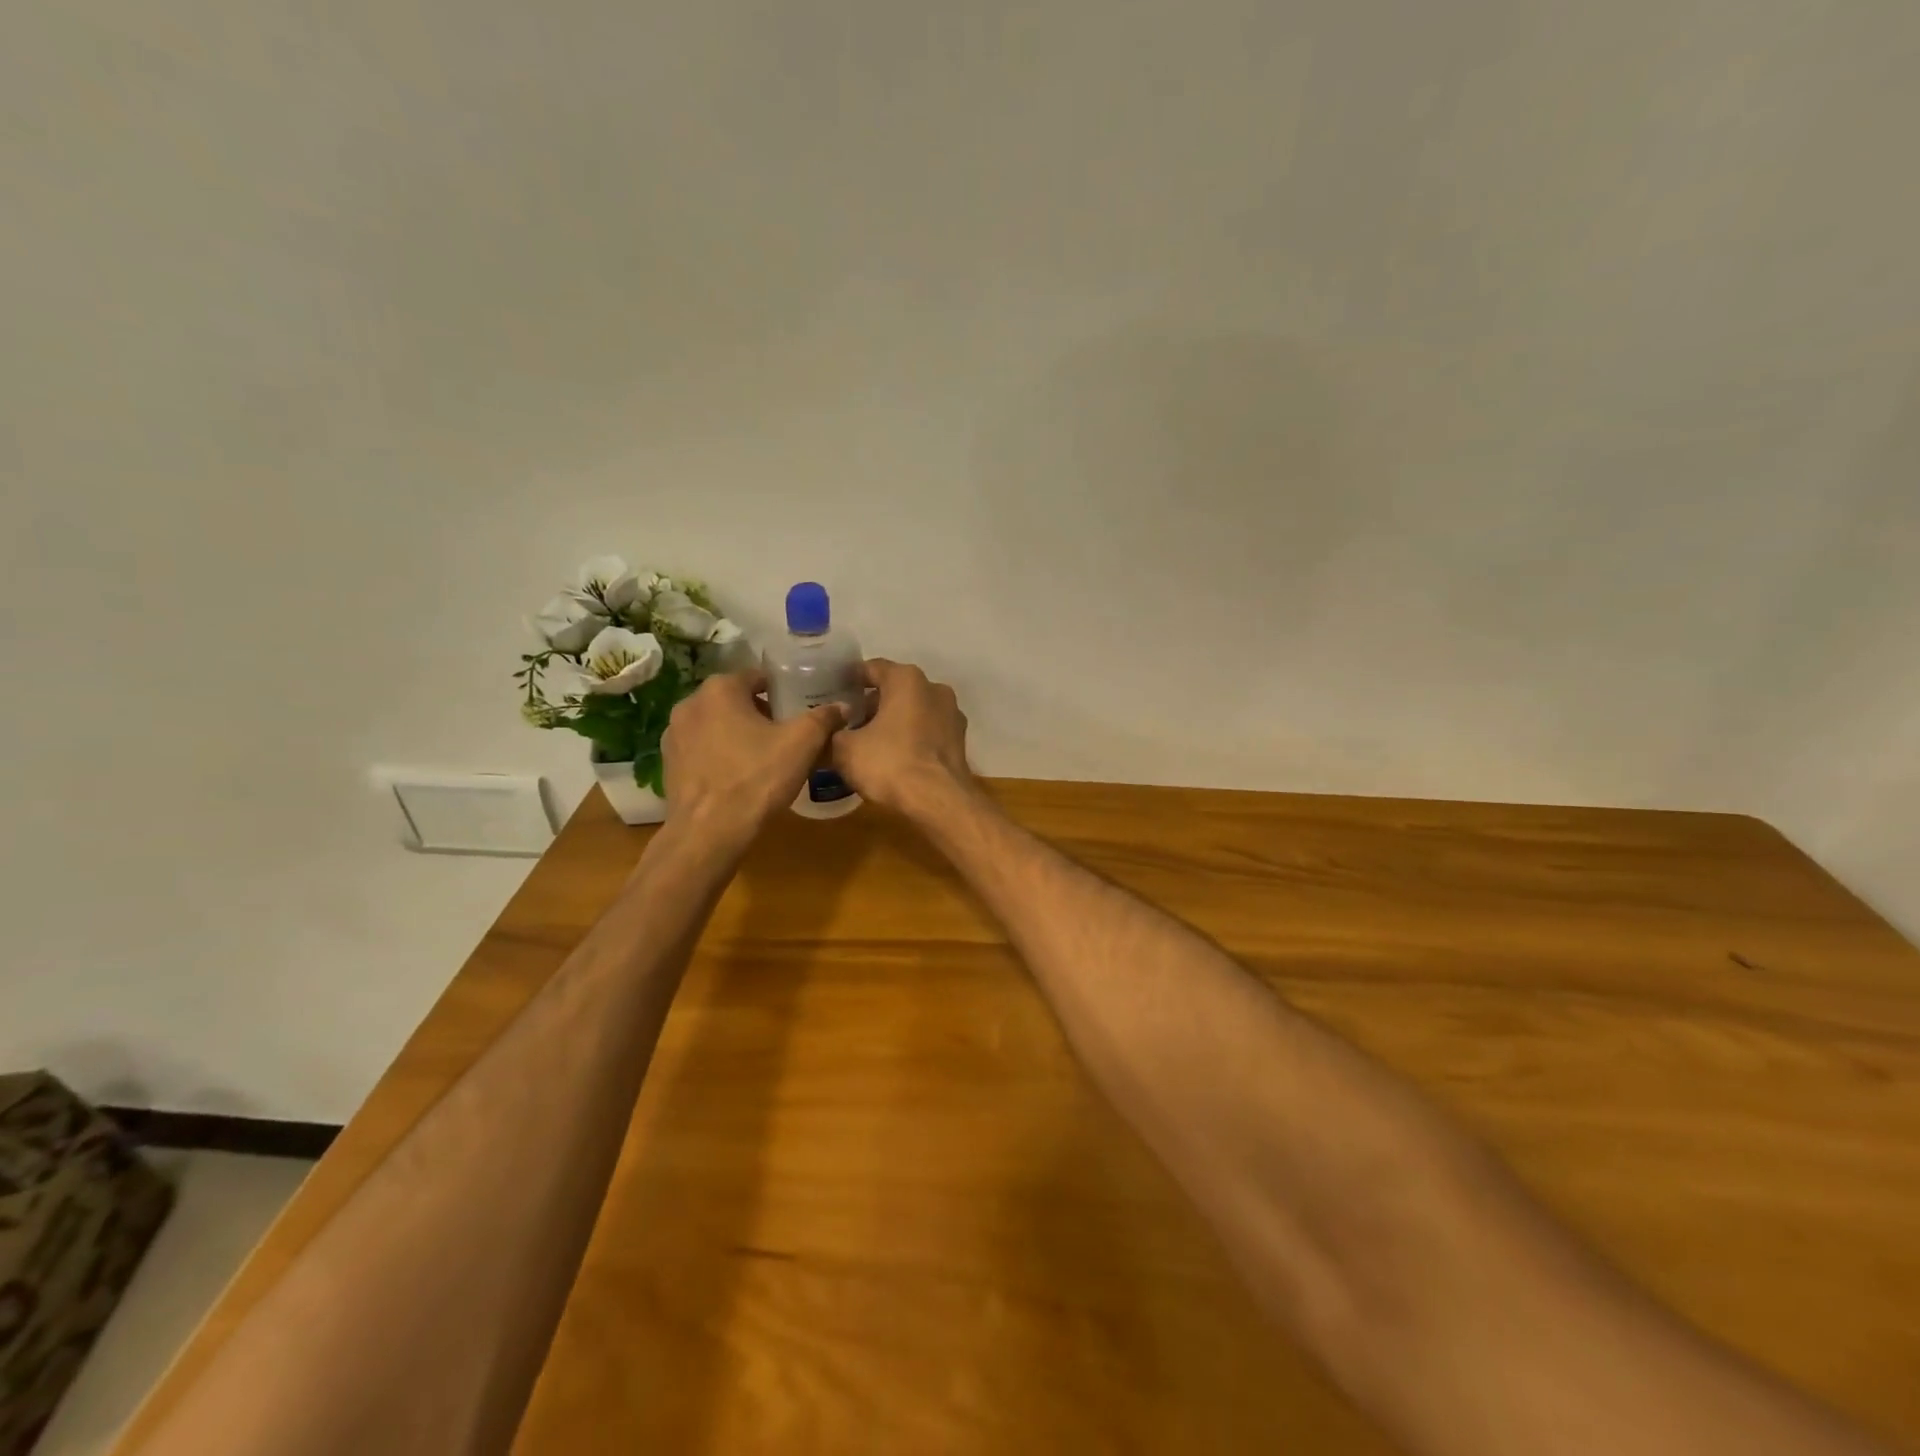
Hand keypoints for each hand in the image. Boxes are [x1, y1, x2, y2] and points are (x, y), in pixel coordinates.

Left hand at [661, 671, 844, 851]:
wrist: (708, 832)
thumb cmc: (757, 778)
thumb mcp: (802, 744)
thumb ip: (824, 718)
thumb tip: (842, 706)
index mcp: (720, 689)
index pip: (759, 677)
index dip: (783, 690)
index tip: (800, 707)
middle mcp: (690, 703)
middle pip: (736, 700)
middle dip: (761, 712)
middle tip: (787, 733)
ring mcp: (673, 735)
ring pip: (717, 725)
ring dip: (738, 733)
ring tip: (764, 756)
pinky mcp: (668, 764)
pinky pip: (702, 750)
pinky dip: (720, 755)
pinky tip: (739, 776)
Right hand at [831, 659, 973, 818]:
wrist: (938, 800)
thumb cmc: (889, 763)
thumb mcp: (846, 749)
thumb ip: (835, 733)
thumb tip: (834, 732)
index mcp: (906, 679)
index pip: (872, 668)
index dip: (851, 680)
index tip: (836, 693)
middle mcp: (934, 689)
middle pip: (896, 690)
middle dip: (873, 704)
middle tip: (850, 723)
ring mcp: (952, 715)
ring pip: (914, 711)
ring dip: (894, 722)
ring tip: (871, 743)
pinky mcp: (960, 741)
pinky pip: (928, 732)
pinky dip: (911, 738)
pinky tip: (895, 757)